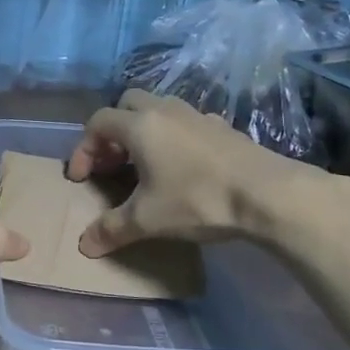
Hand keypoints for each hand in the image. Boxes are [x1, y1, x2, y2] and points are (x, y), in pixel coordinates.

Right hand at [67, 90, 349, 260]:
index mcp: (140, 125)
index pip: (98, 122)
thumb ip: (112, 229)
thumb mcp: (147, 220)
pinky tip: (183, 166)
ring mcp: (197, 115)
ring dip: (143, 131)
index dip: (83, 148)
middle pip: (126, 104)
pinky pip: (186, 123)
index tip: (81, 179)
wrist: (268, 194)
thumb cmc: (197, 200)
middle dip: (112, 131)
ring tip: (145, 164)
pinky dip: (174, 137)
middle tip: (112, 163)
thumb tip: (84, 245)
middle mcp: (165, 111)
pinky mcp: (223, 127)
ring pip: (158, 109)